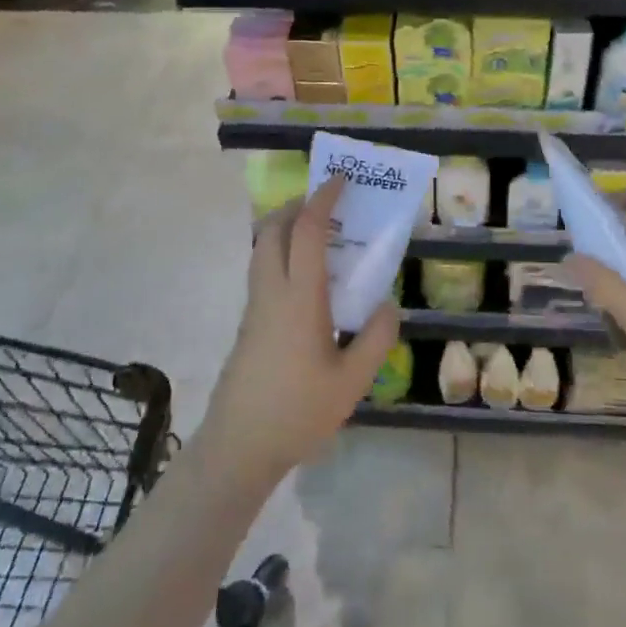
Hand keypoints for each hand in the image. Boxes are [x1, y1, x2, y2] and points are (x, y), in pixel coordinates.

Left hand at [200, 175, 401, 487]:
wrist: (238, 447)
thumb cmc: (298, 412)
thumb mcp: (352, 381)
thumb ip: (375, 338)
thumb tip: (388, 304)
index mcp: (299, 298)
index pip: (306, 231)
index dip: (322, 198)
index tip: (341, 179)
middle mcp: (271, 292)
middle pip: (272, 229)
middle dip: (297, 205)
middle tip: (328, 203)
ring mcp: (254, 307)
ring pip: (262, 248)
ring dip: (286, 228)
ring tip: (320, 235)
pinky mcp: (248, 323)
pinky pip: (263, 270)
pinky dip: (282, 253)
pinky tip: (308, 280)